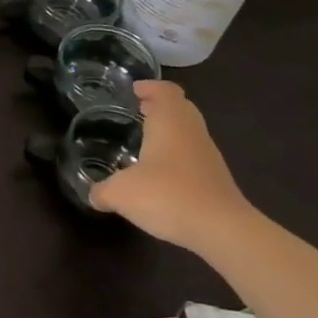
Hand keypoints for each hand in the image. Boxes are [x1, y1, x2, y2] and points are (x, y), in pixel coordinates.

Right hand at [89, 79, 256, 252]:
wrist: (223, 231)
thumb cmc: (168, 196)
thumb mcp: (121, 193)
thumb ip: (102, 190)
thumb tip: (93, 194)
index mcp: (170, 123)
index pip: (166, 91)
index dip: (150, 87)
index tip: (134, 90)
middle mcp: (191, 132)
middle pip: (181, 107)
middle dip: (160, 106)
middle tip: (139, 110)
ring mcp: (208, 156)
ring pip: (189, 131)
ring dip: (170, 130)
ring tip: (146, 140)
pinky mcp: (216, 179)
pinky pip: (194, 154)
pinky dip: (178, 154)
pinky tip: (161, 173)